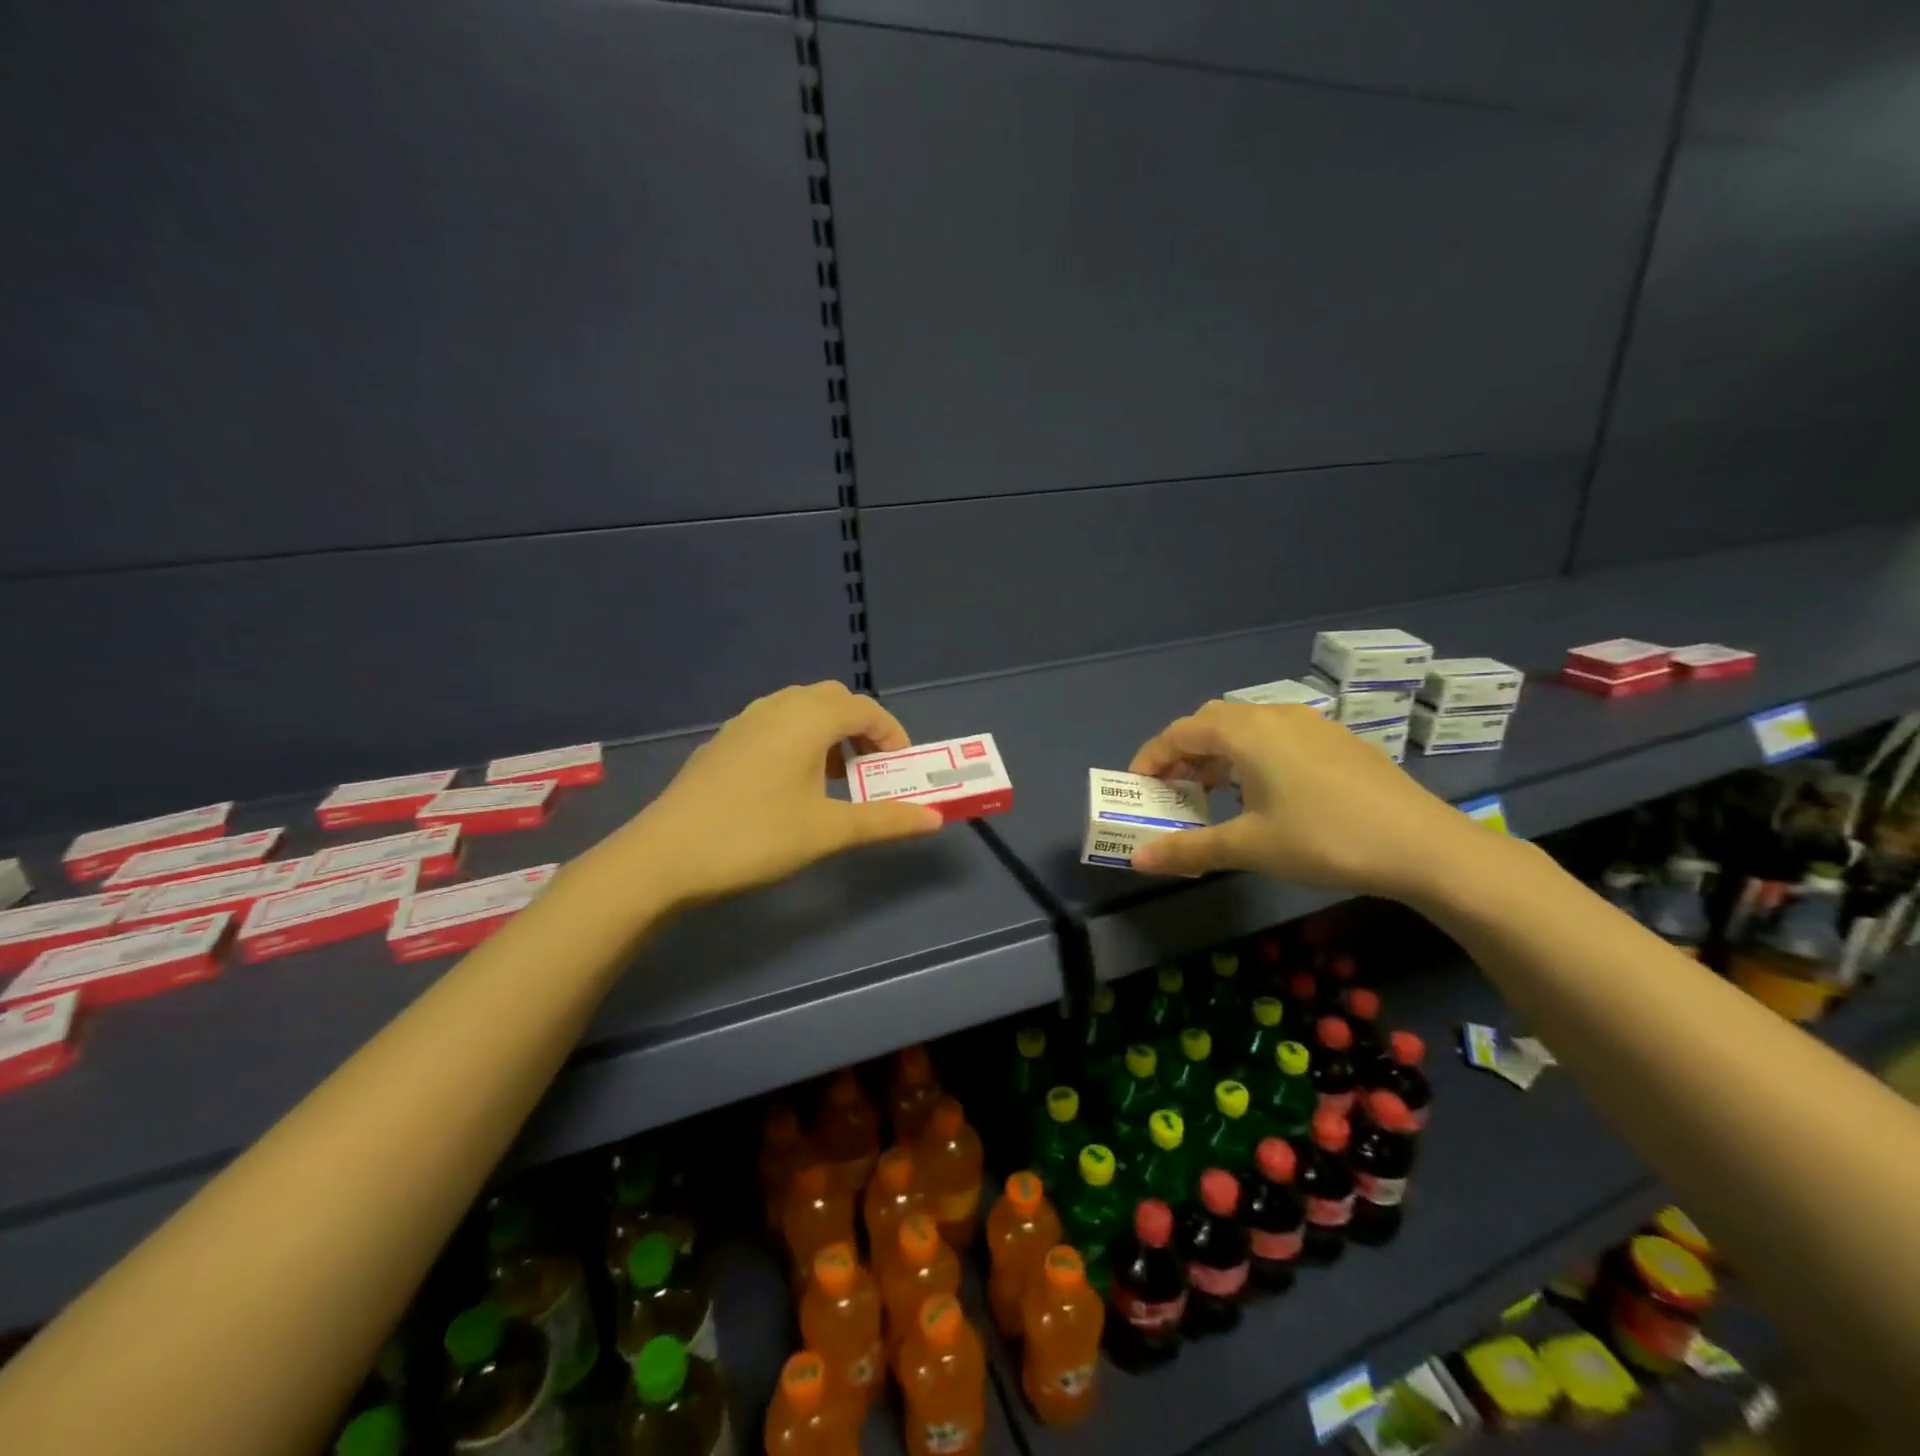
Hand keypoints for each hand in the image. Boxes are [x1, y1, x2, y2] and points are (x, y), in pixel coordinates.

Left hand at [623, 682, 944, 906]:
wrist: (665, 855)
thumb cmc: (755, 836)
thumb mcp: (828, 831)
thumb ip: (884, 820)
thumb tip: (934, 819)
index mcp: (807, 719)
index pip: (865, 709)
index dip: (892, 735)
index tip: (900, 771)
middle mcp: (777, 708)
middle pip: (833, 700)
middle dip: (860, 729)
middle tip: (869, 771)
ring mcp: (744, 722)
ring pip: (800, 709)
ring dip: (828, 733)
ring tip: (833, 778)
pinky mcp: (722, 742)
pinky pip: (774, 724)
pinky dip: (798, 739)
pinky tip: (790, 784)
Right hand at [1126, 700, 1478, 897]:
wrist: (1424, 846)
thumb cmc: (1324, 840)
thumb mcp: (1249, 847)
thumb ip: (1188, 849)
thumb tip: (1137, 860)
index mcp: (1247, 732)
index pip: (1181, 732)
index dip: (1152, 757)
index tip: (1138, 788)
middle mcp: (1276, 715)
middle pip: (1211, 721)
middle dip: (1184, 753)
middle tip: (1174, 790)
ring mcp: (1312, 724)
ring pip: (1247, 727)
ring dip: (1219, 754)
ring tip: (1214, 794)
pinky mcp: (1338, 740)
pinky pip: (1277, 736)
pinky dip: (1252, 756)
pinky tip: (1265, 794)